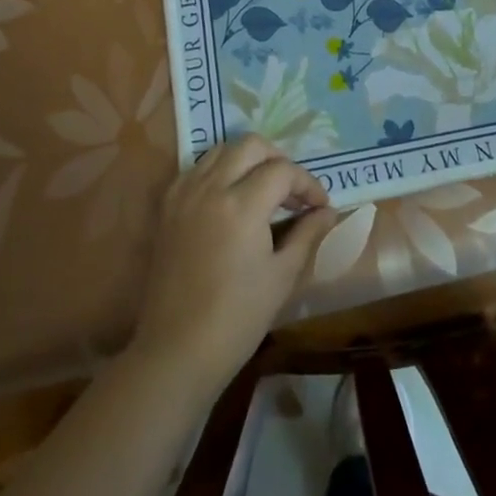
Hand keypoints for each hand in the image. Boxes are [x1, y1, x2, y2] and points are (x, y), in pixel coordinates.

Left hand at [132, 135, 337, 396]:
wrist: (177, 350)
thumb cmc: (237, 318)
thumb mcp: (282, 276)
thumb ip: (307, 234)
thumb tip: (328, 211)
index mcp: (242, 205)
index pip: (283, 171)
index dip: (307, 184)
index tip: (320, 206)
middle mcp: (211, 187)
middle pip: (251, 146)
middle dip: (278, 161)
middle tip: (291, 191)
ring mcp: (185, 194)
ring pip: (221, 149)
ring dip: (247, 160)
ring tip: (262, 189)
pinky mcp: (167, 206)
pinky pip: (196, 168)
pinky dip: (218, 171)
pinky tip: (229, 198)